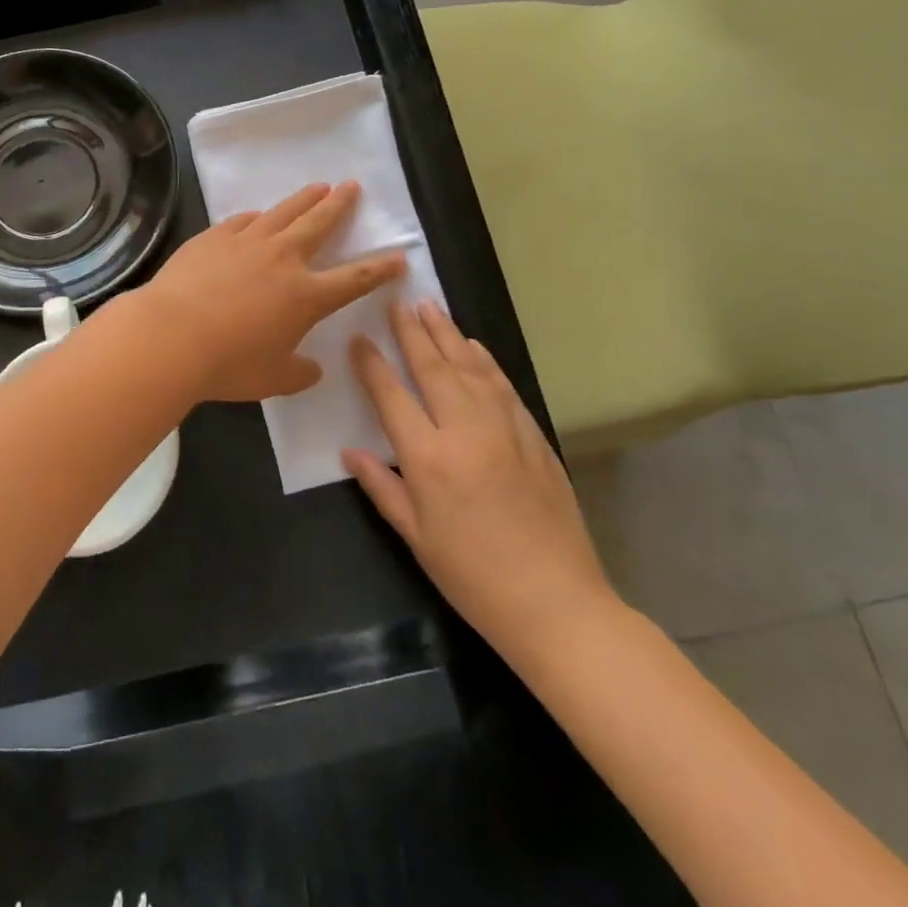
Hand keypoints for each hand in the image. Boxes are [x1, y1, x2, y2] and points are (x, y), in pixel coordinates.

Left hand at [130, 182, 404, 402]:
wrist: (171, 335)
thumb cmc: (227, 364)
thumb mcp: (273, 379)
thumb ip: (298, 373)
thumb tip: (312, 368)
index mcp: (306, 296)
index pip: (355, 278)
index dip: (380, 268)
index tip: (398, 256)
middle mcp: (283, 259)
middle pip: (320, 224)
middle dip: (340, 205)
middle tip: (352, 187)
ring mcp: (247, 242)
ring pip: (284, 212)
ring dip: (305, 198)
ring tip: (319, 186)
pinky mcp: (214, 236)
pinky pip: (243, 220)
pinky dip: (257, 217)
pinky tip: (258, 215)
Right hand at [344, 301, 617, 658]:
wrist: (557, 603)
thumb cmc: (473, 577)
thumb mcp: (416, 537)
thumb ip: (381, 487)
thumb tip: (350, 451)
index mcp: (428, 459)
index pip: (392, 396)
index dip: (372, 363)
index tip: (358, 337)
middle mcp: (465, 432)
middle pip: (433, 369)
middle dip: (411, 332)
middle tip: (397, 302)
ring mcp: (505, 430)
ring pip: (471, 368)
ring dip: (448, 334)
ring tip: (430, 307)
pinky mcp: (534, 437)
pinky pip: (503, 386)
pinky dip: (484, 361)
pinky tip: (474, 346)